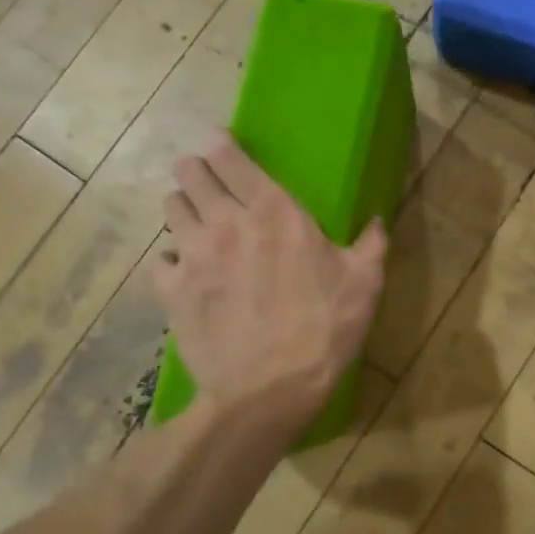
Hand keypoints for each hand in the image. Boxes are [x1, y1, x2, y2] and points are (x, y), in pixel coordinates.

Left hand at [152, 134, 387, 432]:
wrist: (271, 389)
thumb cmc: (324, 330)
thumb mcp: (364, 284)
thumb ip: (371, 244)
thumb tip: (376, 221)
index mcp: (274, 211)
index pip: (230, 156)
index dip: (220, 144)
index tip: (220, 144)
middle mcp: (226, 221)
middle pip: (189, 173)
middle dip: (195, 171)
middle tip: (206, 182)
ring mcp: (193, 254)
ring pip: (170, 207)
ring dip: (182, 208)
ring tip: (194, 222)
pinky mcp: (171, 289)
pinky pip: (158, 259)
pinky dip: (169, 260)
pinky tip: (182, 273)